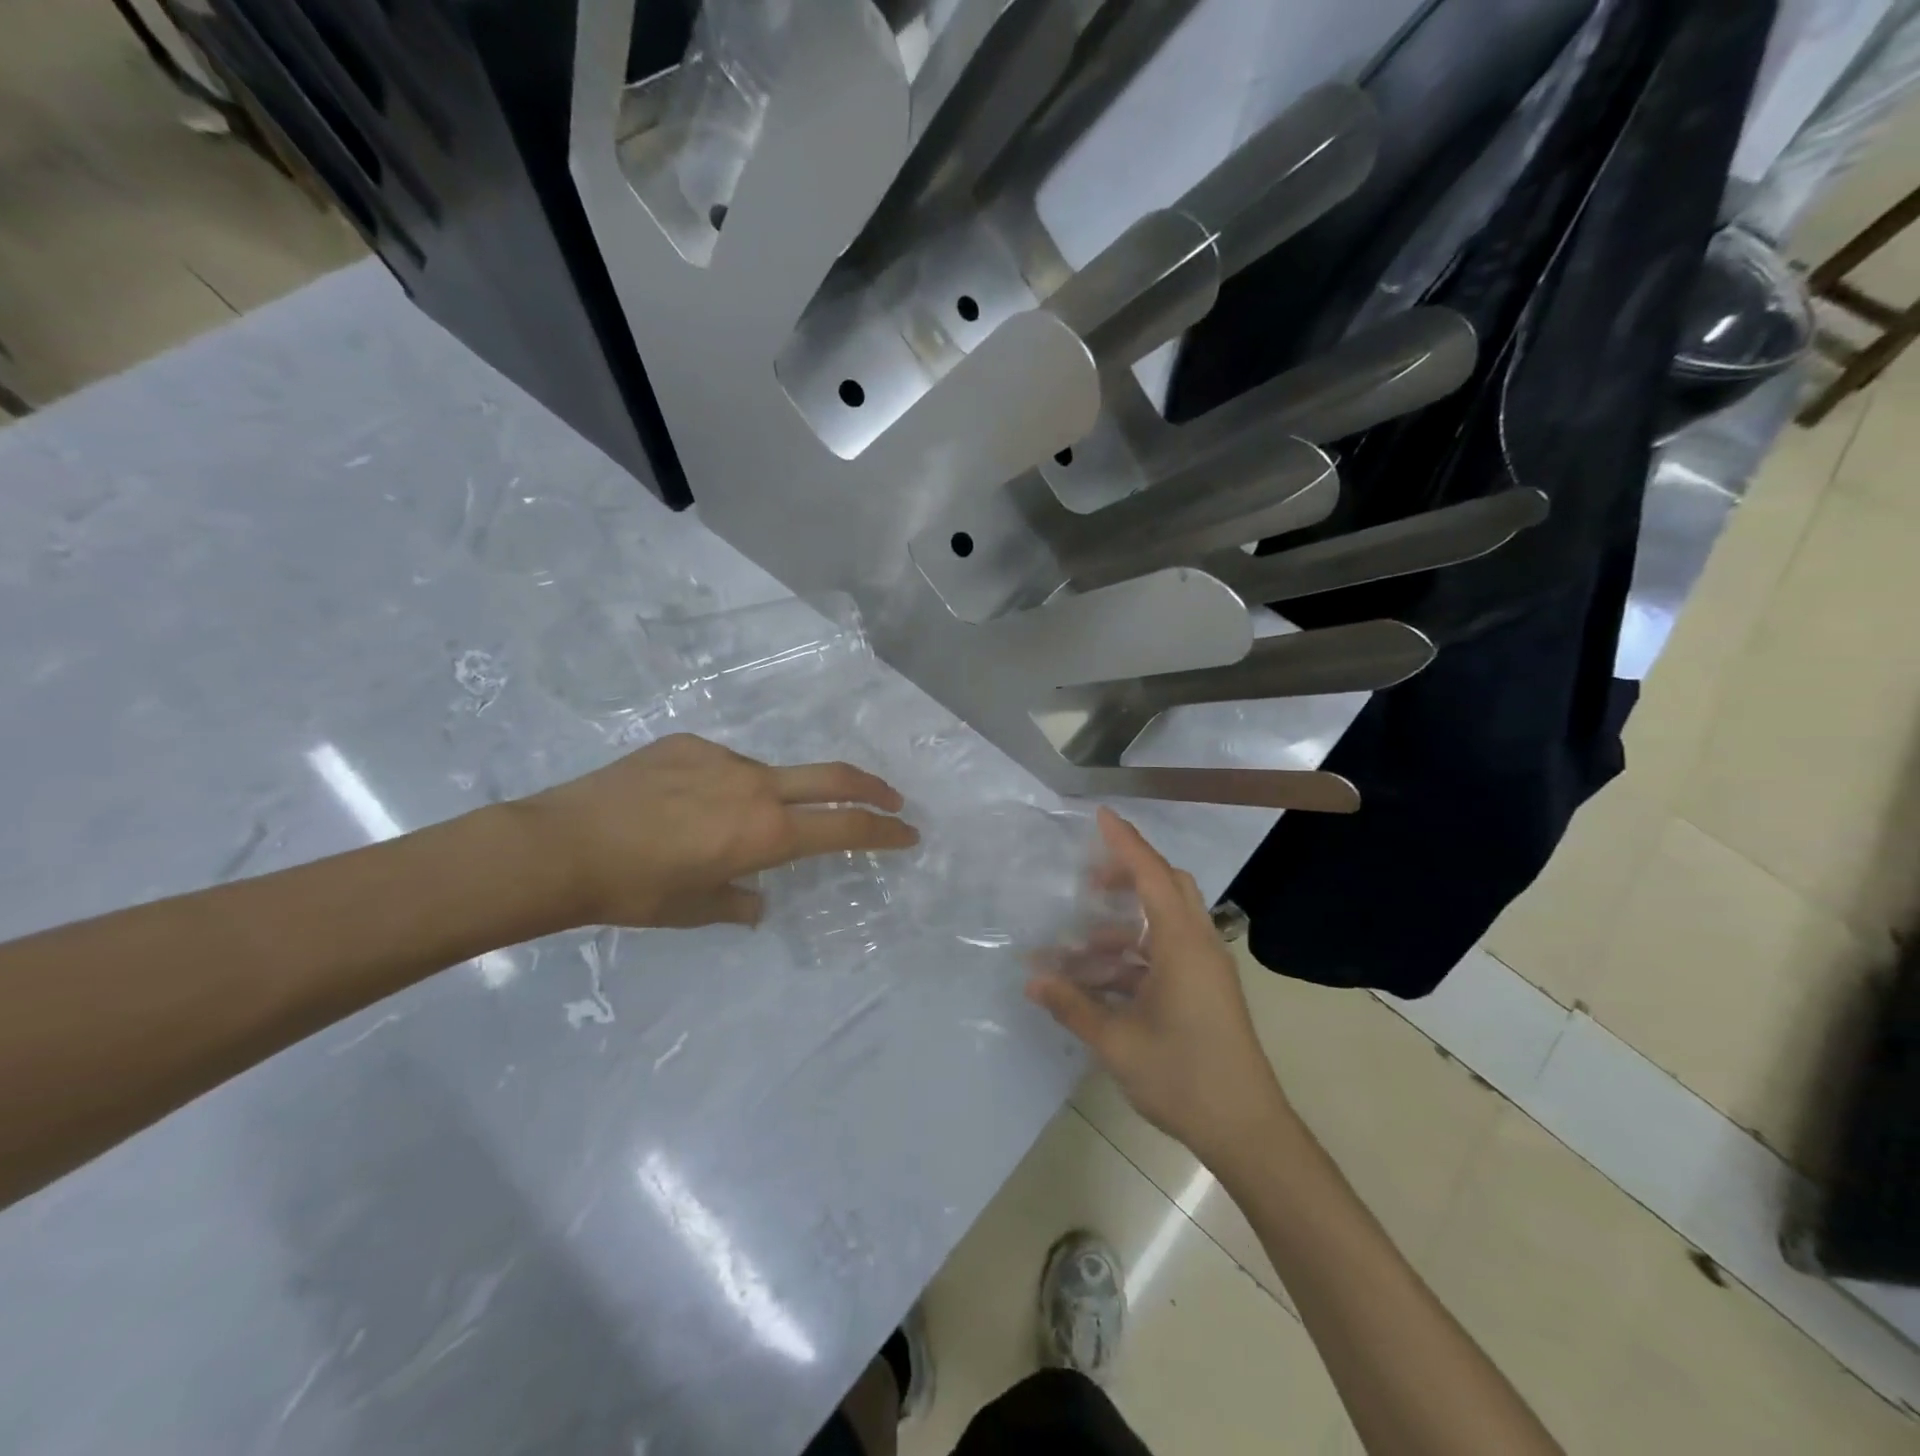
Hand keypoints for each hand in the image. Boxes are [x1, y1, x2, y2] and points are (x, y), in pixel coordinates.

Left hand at [517, 734, 917, 929]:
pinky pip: (722, 766)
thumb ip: (739, 903)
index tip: (908, 832)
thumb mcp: (694, 910)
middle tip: (892, 799)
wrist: (560, 846)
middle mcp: (755, 788)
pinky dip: (724, 788)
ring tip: (732, 826)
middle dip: (872, 789)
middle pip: (834, 777)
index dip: (884, 831)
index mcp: (765, 833)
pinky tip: (686, 806)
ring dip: (777, 798)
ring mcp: (722, 759)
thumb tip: (758, 902)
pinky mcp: (688, 743)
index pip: (844, 827)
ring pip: (770, 776)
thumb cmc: (634, 890)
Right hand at [1026, 809, 1290, 1163]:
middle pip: (1167, 887)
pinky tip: (1101, 982)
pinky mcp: (1206, 991)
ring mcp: (1206, 969)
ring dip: (1123, 928)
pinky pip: (1168, 953)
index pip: (1152, 874)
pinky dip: (1135, 956)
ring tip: (1077, 950)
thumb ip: (1072, 1005)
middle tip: (1089, 884)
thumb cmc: (1183, 1076)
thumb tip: (1032, 981)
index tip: (1101, 816)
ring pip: (1165, 923)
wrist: (1246, 1130)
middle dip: (1128, 876)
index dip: (1125, 842)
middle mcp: (1199, 945)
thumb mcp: (1117, 1041)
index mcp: (1182, 944)